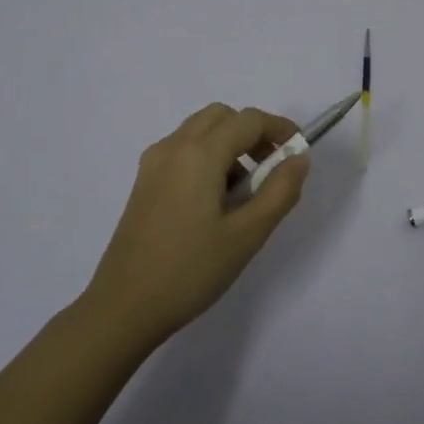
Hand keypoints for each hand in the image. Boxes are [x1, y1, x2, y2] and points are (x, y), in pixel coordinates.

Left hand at [82, 103, 310, 344]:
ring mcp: (153, 164)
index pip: (249, 120)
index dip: (280, 129)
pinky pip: (182, 151)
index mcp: (199, 154)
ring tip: (245, 192)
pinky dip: (207, 157)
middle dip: (252, 132)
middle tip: (272, 168)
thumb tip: (299, 159)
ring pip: (200, 131)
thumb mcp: (247, 235)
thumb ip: (279, 192)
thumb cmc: (190, 270)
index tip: (299, 153)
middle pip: (221, 117)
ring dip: (229, 144)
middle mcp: (173, 147)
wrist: (124, 307)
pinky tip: (215, 202)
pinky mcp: (144, 182)